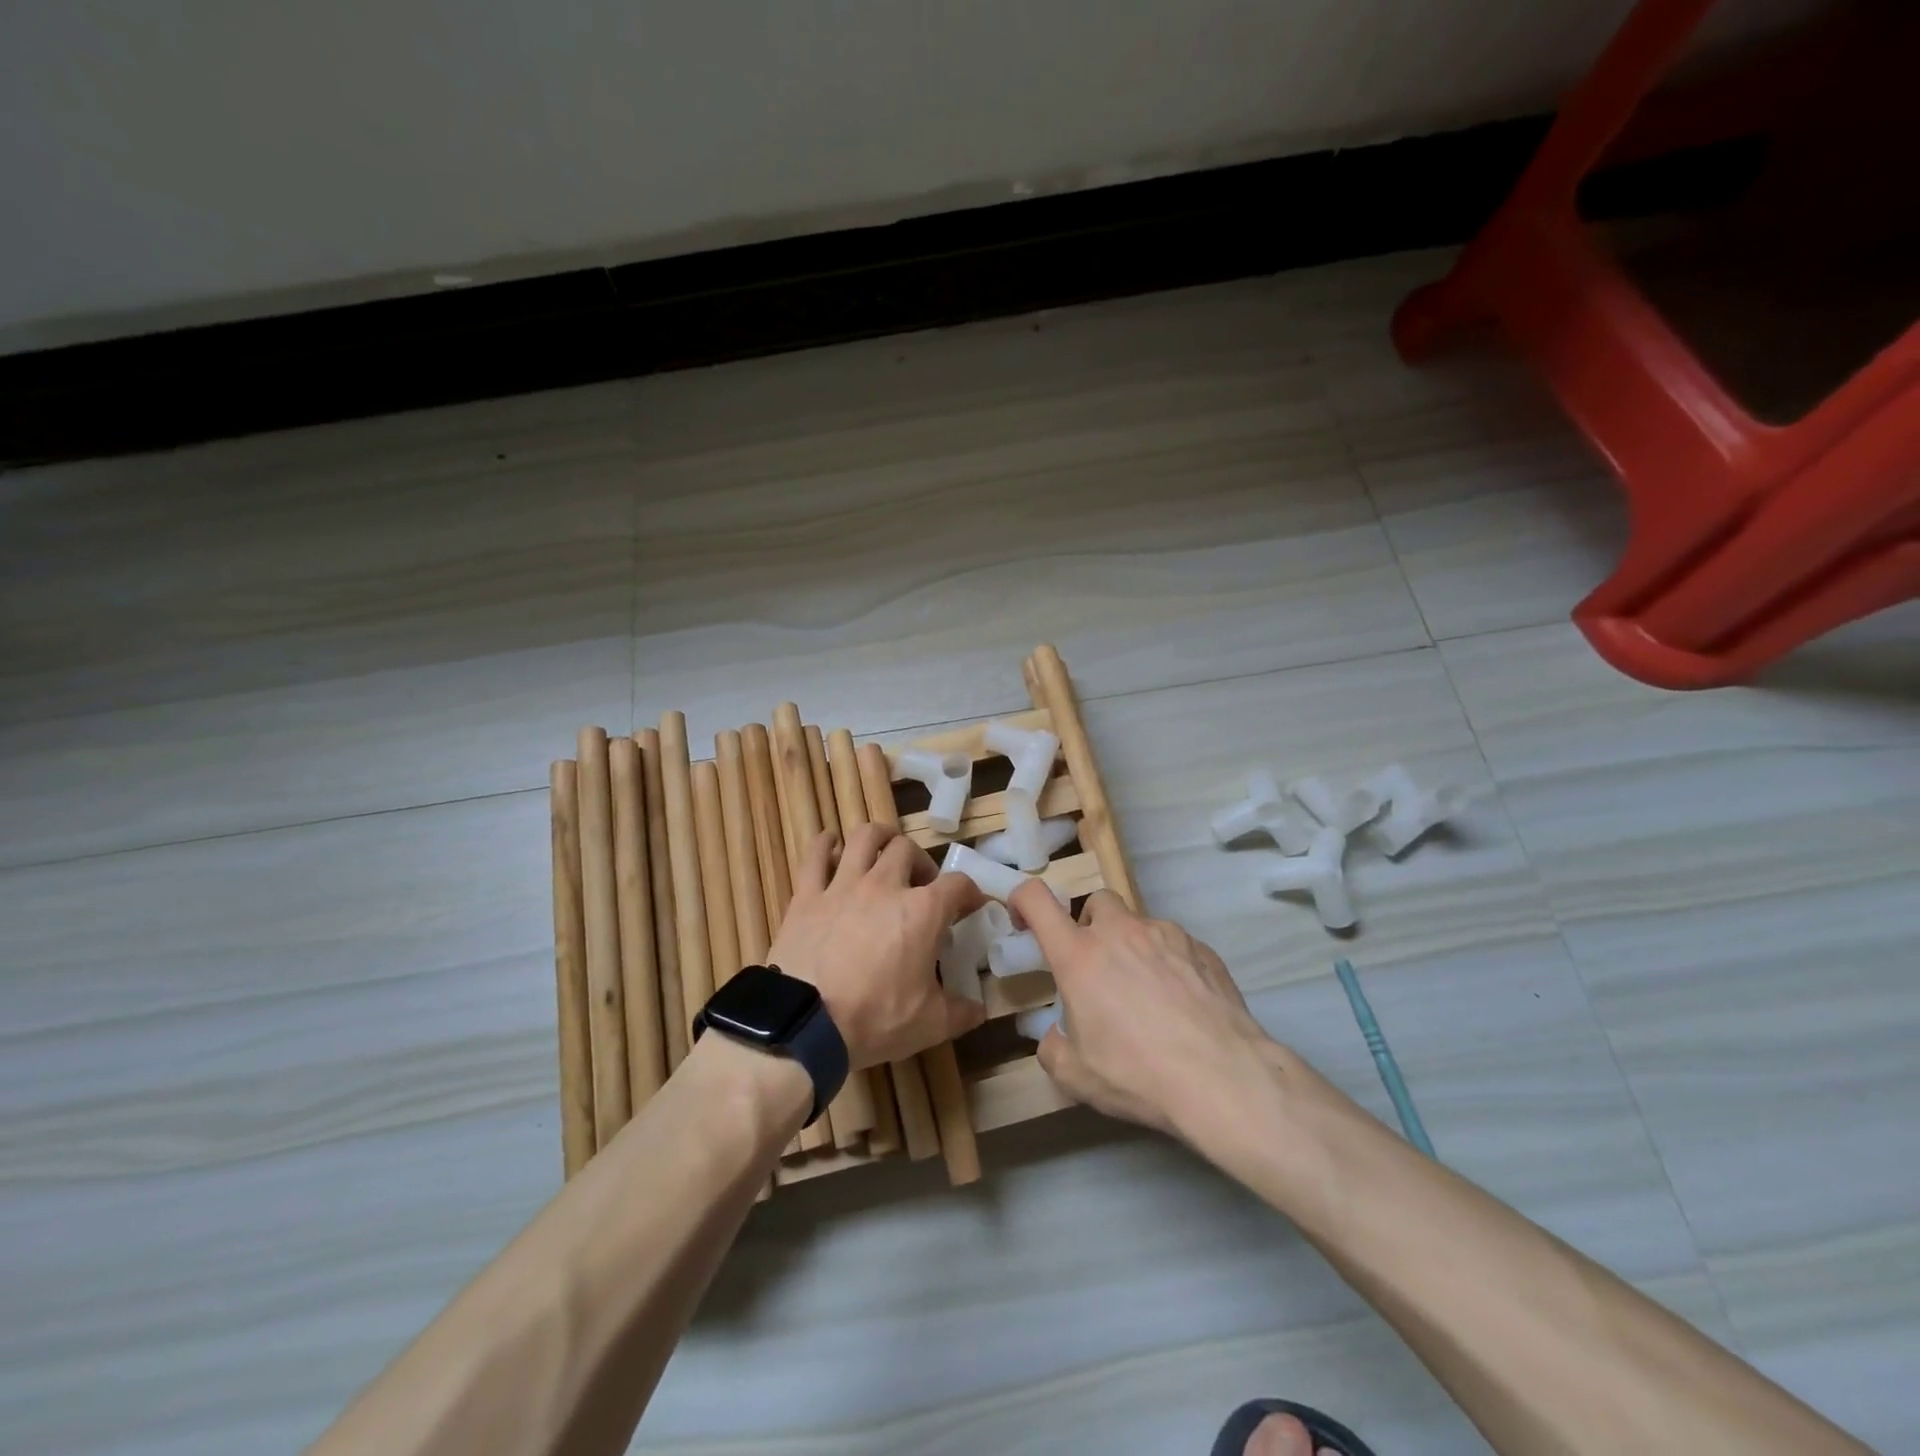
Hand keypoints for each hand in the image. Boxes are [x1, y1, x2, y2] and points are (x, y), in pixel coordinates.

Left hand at [769, 825, 986, 1068]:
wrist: (804, 1025)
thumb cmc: (874, 1020)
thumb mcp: (930, 1025)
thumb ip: (961, 1012)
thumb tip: (979, 1008)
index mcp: (922, 912)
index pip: (958, 885)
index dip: (970, 893)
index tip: (971, 906)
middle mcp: (885, 885)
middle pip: (908, 849)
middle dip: (921, 863)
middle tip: (921, 886)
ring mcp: (843, 885)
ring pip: (865, 837)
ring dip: (880, 837)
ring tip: (884, 850)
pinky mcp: (807, 895)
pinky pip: (815, 855)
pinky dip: (825, 844)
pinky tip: (831, 845)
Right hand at [1009, 883, 1279, 1139]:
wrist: (1224, 1078)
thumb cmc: (1138, 1074)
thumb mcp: (1077, 1077)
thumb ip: (1053, 1049)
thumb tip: (1056, 1036)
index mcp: (1079, 955)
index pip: (1037, 900)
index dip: (1023, 899)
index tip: (1024, 920)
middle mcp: (1120, 932)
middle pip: (1097, 902)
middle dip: (1091, 926)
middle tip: (1098, 968)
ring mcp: (1165, 934)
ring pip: (1139, 924)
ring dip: (1133, 948)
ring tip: (1148, 995)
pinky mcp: (1202, 948)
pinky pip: (1174, 945)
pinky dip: (1169, 963)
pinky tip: (1183, 1004)